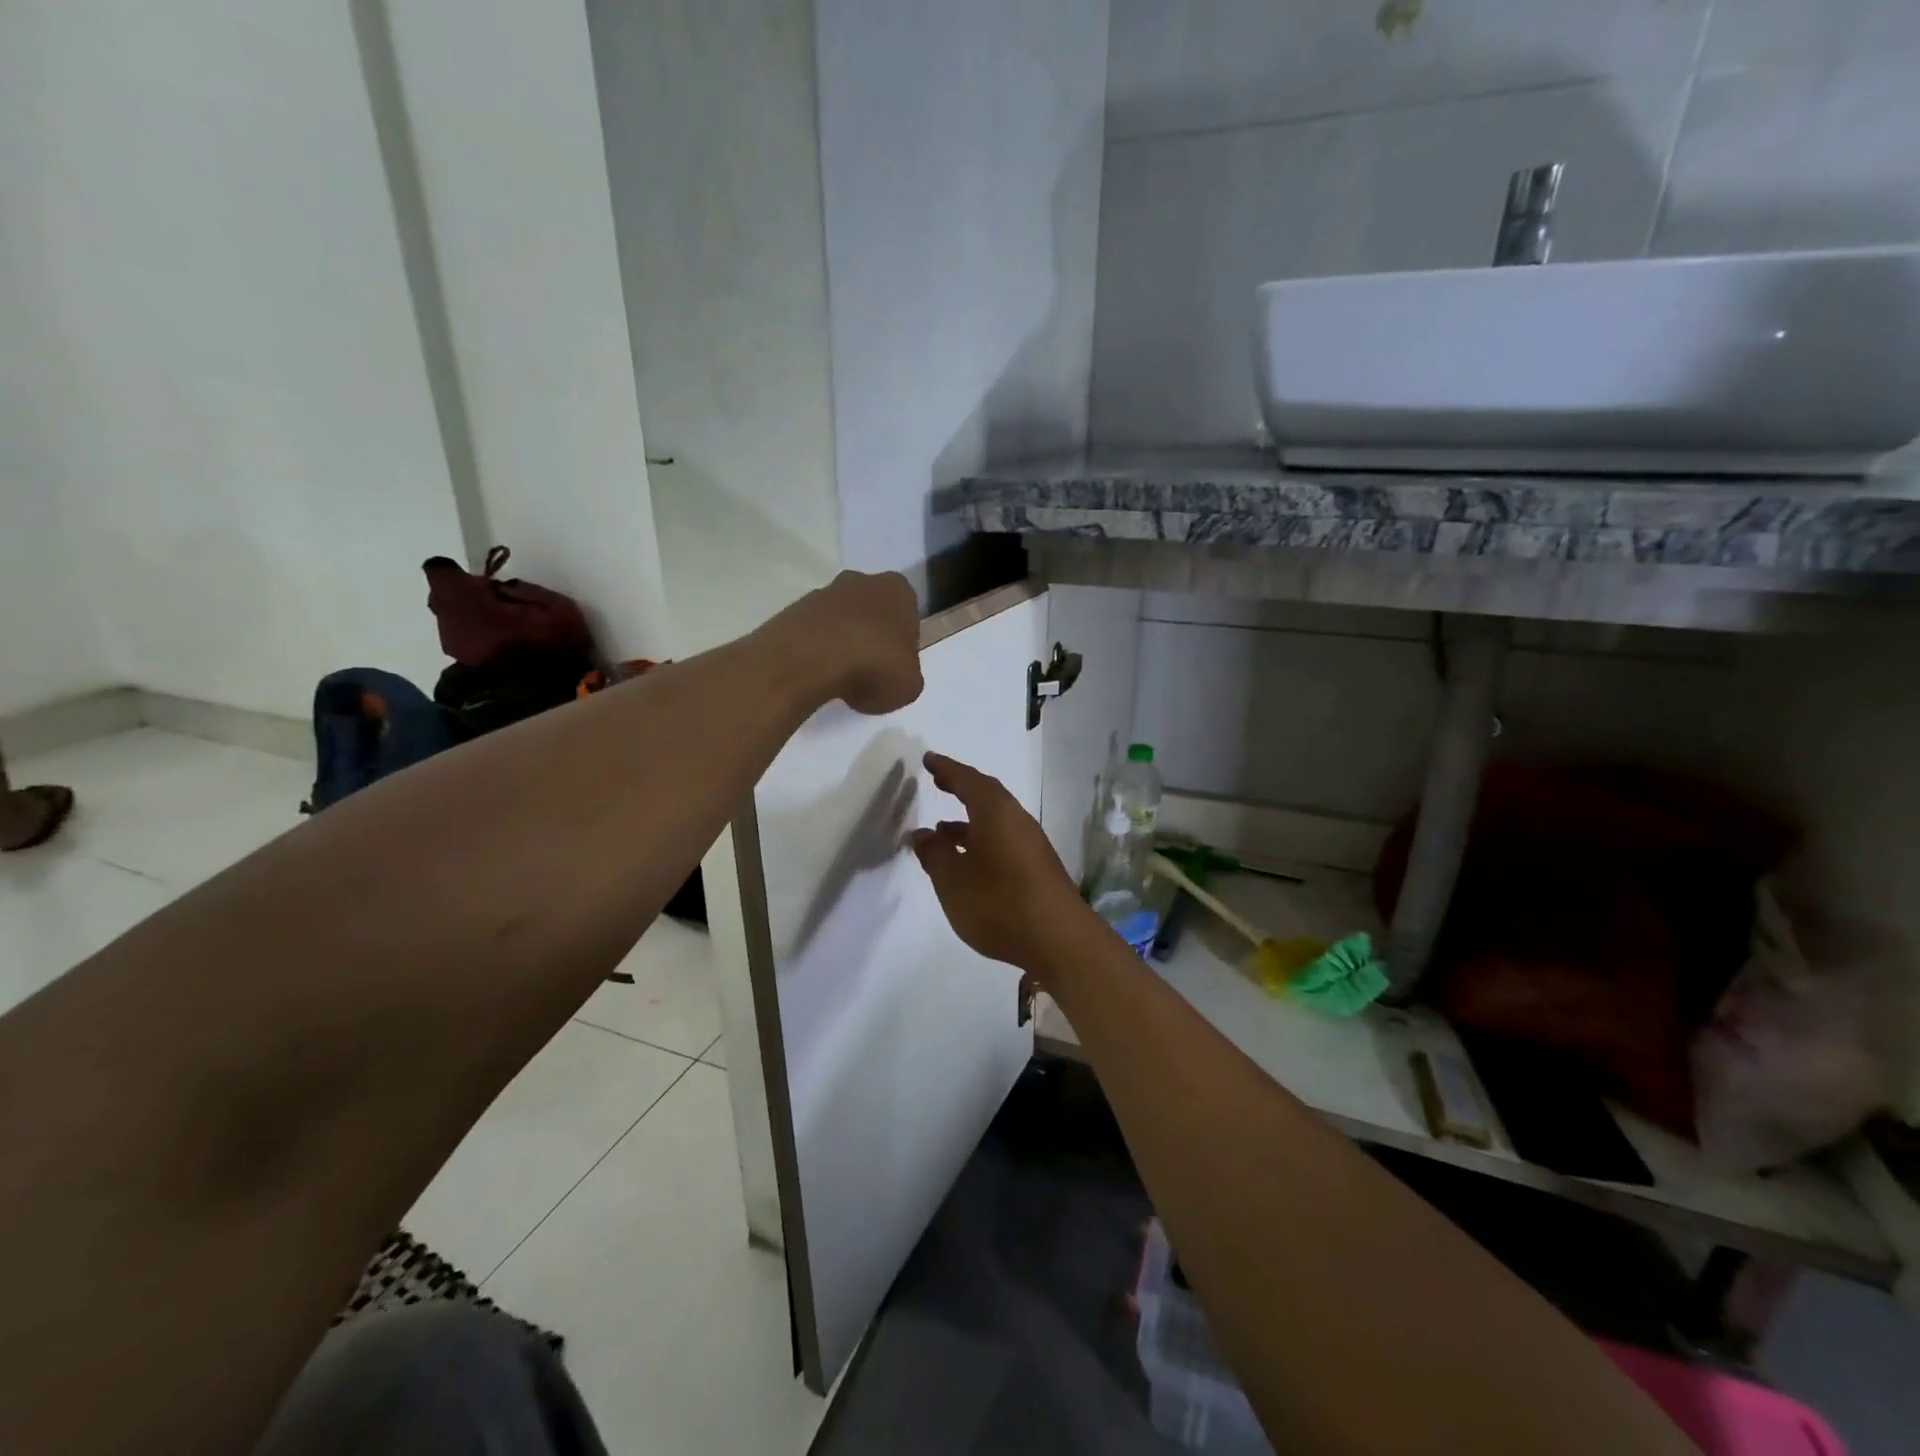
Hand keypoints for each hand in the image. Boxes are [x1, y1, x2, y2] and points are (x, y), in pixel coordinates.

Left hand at [768, 571, 922, 715]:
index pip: (908, 615)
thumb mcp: (909, 685)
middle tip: (869, 672)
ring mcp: (825, 592)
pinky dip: (818, 648)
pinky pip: (815, 631)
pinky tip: (818, 673)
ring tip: (840, 677)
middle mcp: (863, 581)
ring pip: (842, 619)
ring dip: (843, 642)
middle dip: (871, 636)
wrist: (810, 659)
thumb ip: (907, 675)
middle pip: (873, 612)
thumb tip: (895, 675)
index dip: (903, 643)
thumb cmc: (874, 666)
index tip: (895, 667)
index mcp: (899, 590)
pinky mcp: (795, 608)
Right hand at [911, 752, 1095, 973]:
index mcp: (995, 812)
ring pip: (996, 820)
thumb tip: (922, 834)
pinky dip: (982, 839)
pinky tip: (969, 861)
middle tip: (939, 781)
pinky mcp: (1038, 866)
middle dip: (961, 787)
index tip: (928, 759)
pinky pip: (1004, 838)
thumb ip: (934, 854)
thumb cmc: (999, 903)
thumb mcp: (953, 881)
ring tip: (941, 829)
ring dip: (969, 819)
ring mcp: (1031, 843)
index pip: (967, 780)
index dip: (946, 769)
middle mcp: (1016, 819)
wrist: (1060, 940)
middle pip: (987, 795)